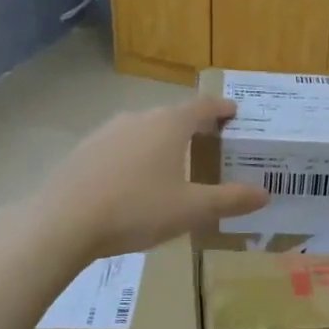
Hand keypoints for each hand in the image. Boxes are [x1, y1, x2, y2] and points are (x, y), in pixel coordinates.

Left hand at [35, 98, 267, 259]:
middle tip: (209, 142)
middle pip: (172, 115)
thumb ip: (229, 200)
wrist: (64, 221)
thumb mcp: (190, 210)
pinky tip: (133, 180)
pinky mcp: (84, 150)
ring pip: (143, 129)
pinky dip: (135, 155)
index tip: (234, 112)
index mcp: (169, 125)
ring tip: (172, 162)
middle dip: (193, 126)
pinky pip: (119, 146)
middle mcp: (138, 118)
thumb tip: (264, 194)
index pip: (202, 106)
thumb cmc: (136, 209)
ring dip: (161, 140)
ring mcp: (106, 131)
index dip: (221, 109)